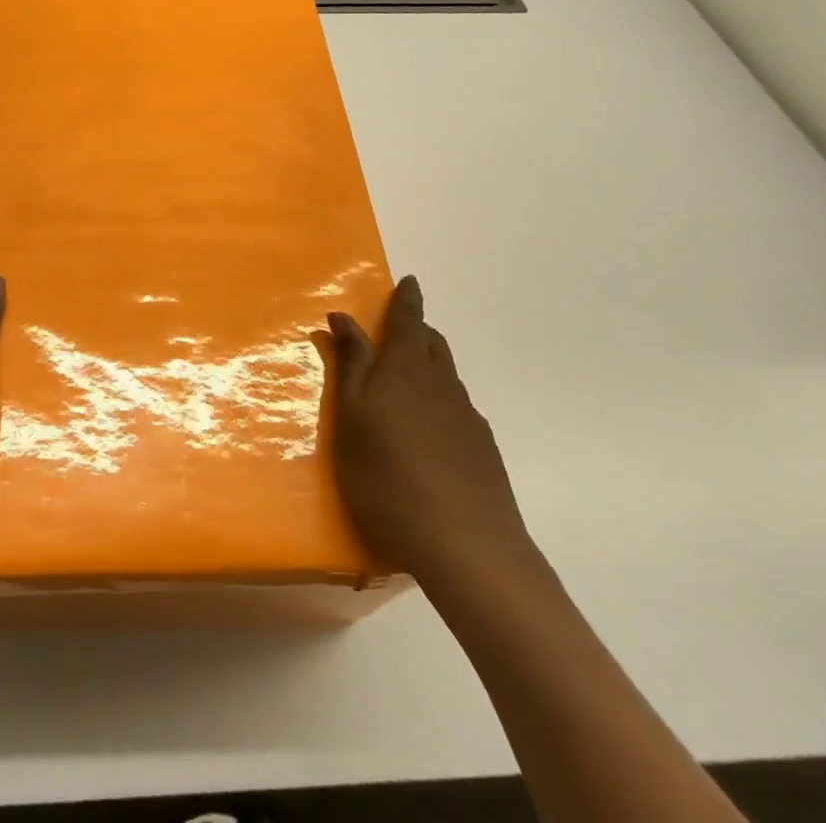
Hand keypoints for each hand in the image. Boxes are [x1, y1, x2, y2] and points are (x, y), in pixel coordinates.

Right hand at [323, 276, 537, 592]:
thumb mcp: (351, 416)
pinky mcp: (483, 451)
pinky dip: (441, 402)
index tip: (410, 280)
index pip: (407, 321)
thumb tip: (342, 317)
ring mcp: (467, 418)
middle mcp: (441, 384)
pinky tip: (431, 433)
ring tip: (409, 379)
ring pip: (447, 376)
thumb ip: (350, 365)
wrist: (466, 545)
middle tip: (399, 329)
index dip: (406, 299)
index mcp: (404, 369)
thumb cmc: (387, 474)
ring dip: (429, 365)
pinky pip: (458, 409)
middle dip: (416, 330)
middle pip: (432, 344)